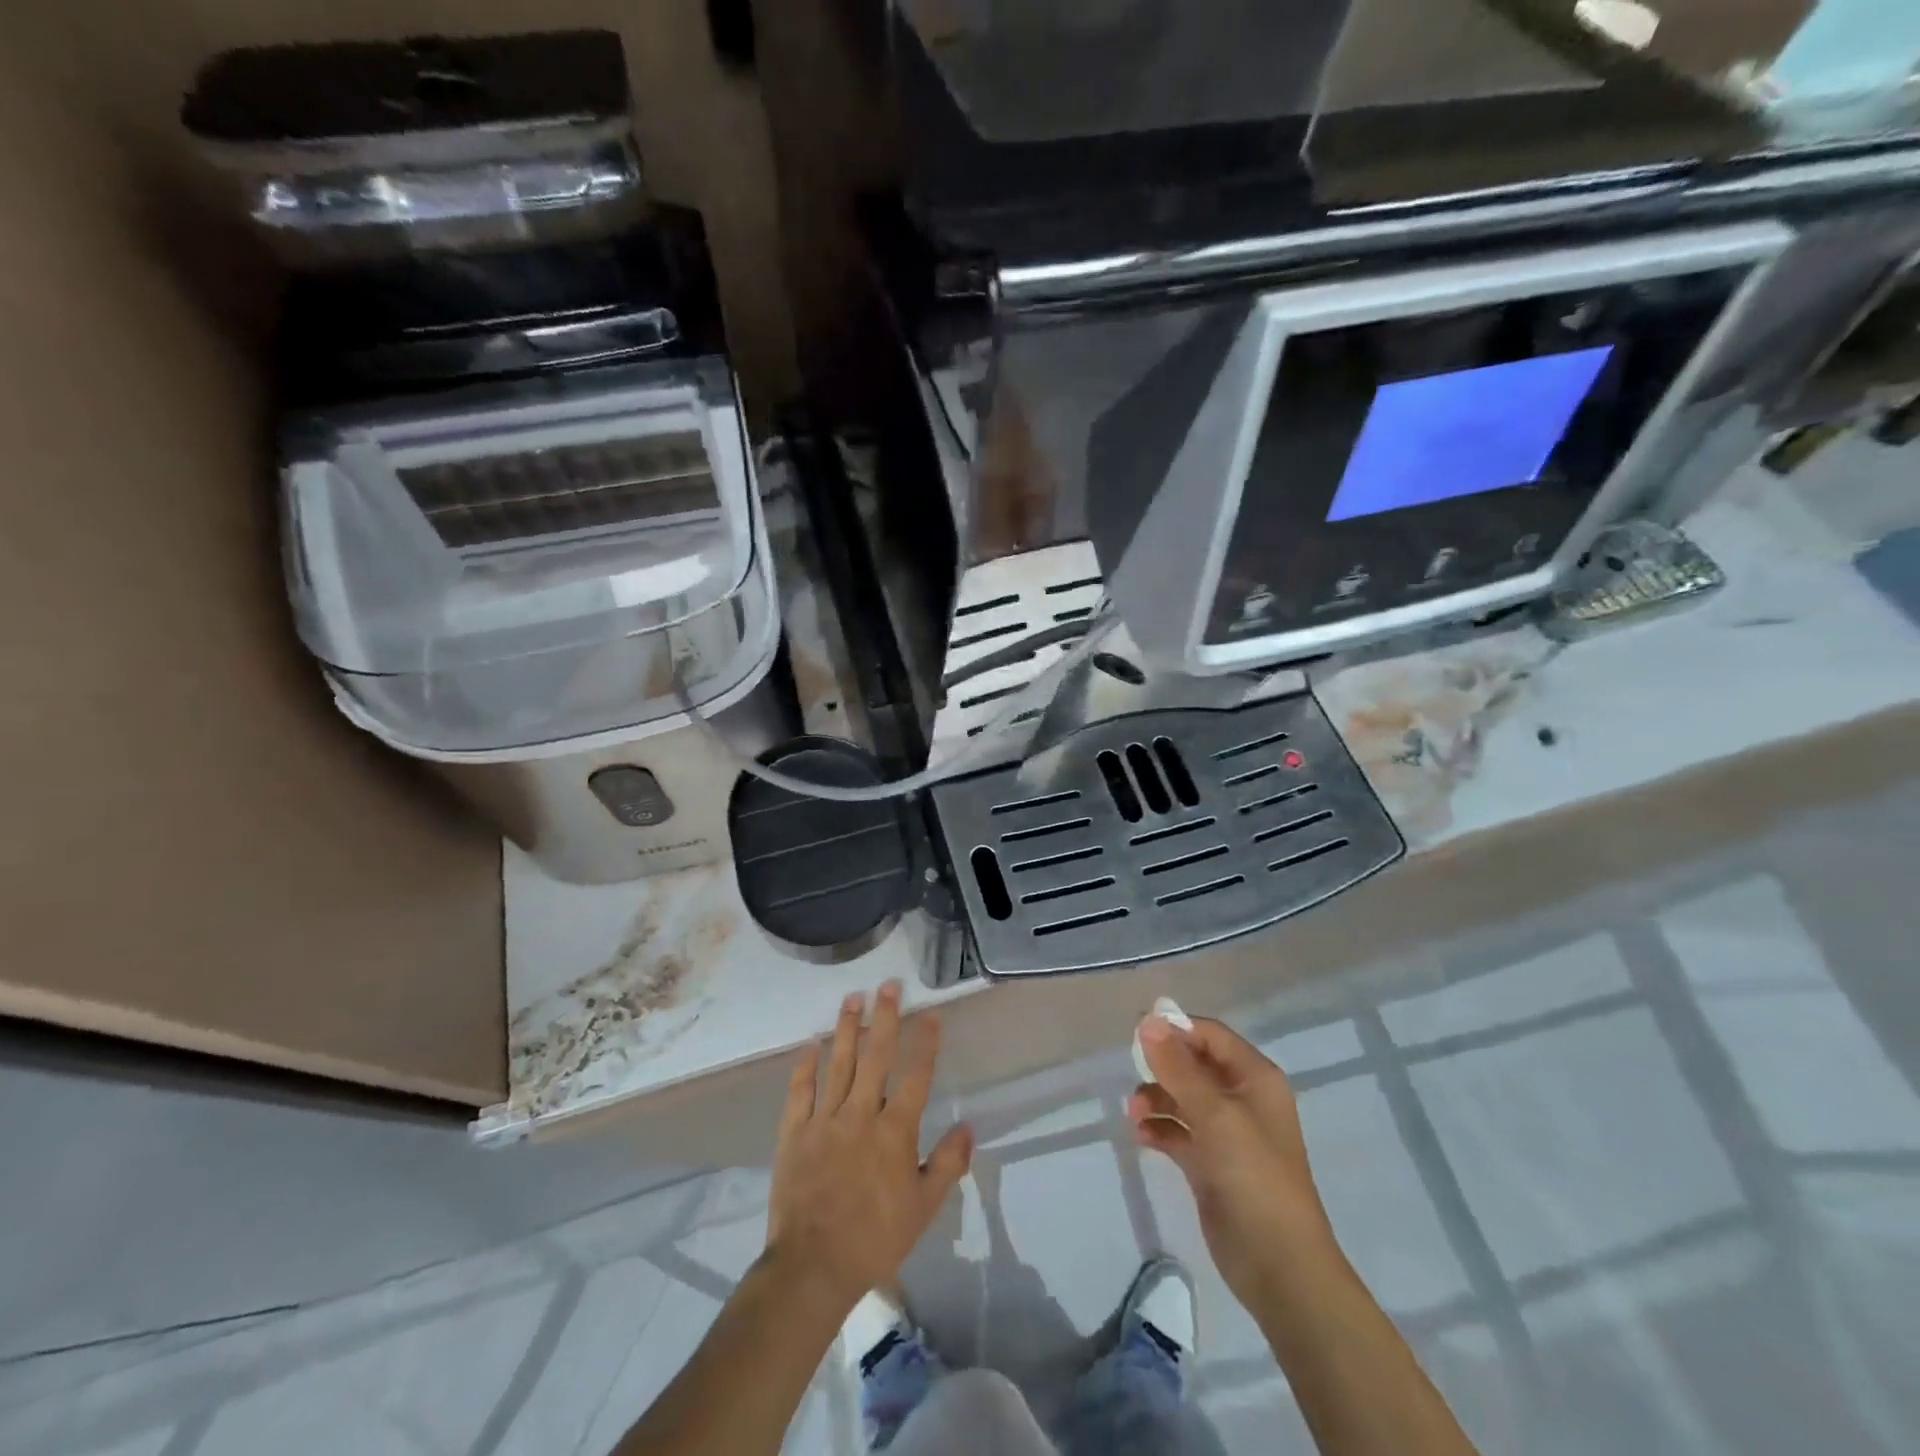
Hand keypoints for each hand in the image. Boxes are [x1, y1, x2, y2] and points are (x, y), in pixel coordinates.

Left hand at [764, 981, 973, 1313]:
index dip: (925, 1042)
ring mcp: (824, 1119)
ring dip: (847, 1028)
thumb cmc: (875, 1238)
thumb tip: (968, 1126)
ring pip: (838, 1063)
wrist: (813, 1266)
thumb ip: (948, 1163)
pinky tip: (810, 1044)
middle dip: (885, 1017)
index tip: (931, 1013)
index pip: (916, 1076)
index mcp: (895, 1130)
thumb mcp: (924, 1208)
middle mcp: (861, 1114)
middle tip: (888, 985)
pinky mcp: (794, 1132)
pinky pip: (800, 1091)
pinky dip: (805, 1066)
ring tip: (853, 997)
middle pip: (876, 1056)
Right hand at [1128, 1016, 1334, 1303]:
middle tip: (1131, 1073)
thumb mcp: (1215, 1115)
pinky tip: (1141, 1137)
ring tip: (1134, 1114)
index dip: (1176, 1029)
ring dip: (1156, 1099)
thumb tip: (1148, 1020)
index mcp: (1255, 1079)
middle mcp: (1242, 1099)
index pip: (1211, 1036)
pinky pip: (1178, 1132)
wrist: (1280, 1268)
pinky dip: (1159, 1130)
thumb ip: (1178, 1068)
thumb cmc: (1254, 1178)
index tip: (1136, 1034)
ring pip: (1183, 1098)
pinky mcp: (1211, 1165)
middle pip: (1194, 1064)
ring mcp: (1227, 1134)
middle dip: (1162, 1066)